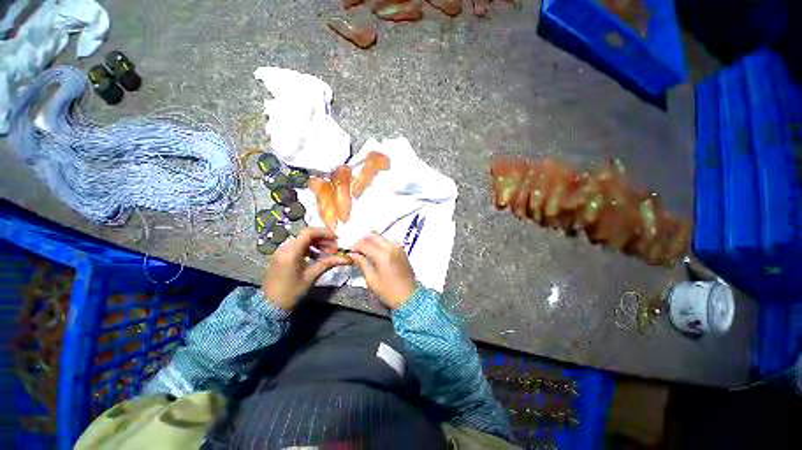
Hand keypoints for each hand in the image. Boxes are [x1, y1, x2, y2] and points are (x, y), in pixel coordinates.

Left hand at [264, 228, 350, 310]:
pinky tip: (317, 256)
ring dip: (317, 243)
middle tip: (335, 246)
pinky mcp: (282, 256)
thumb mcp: (312, 276)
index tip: (337, 238)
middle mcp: (285, 248)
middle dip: (322, 238)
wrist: (270, 306)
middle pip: (306, 235)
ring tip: (328, 251)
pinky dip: (309, 248)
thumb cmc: (292, 291)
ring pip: (302, 240)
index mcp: (291, 251)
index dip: (324, 233)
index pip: (309, 233)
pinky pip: (297, 246)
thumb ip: (329, 263)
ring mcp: (282, 251)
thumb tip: (347, 258)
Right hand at [350, 233, 416, 309]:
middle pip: (373, 235)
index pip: (364, 243)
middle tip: (357, 251)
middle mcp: (391, 247)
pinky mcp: (402, 251)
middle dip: (363, 241)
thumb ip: (362, 264)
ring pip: (381, 237)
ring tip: (366, 253)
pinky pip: (389, 242)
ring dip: (372, 241)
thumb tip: (353, 255)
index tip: (350, 253)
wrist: (410, 297)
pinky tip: (376, 254)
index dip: (355, 247)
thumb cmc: (390, 292)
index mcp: (383, 255)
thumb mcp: (372, 280)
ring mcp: (398, 248)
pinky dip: (380, 244)